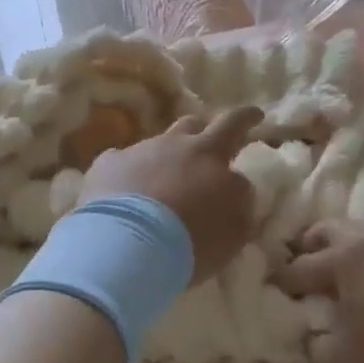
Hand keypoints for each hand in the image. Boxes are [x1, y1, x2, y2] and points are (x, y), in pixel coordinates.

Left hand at [80, 108, 262, 281]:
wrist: (125, 246)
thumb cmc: (189, 243)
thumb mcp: (231, 232)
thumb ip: (239, 207)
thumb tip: (237, 191)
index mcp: (211, 155)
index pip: (235, 126)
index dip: (248, 119)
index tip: (256, 116)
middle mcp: (176, 144)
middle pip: (195, 123)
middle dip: (205, 127)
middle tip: (213, 137)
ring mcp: (139, 151)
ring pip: (159, 141)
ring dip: (168, 154)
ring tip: (167, 176)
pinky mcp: (108, 165)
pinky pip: (121, 161)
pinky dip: (129, 173)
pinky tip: (124, 191)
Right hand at [278, 220, 363, 362]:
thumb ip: (314, 347)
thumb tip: (311, 334)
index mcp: (344, 258)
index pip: (300, 266)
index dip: (282, 281)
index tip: (272, 291)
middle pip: (330, 229)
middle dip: (310, 246)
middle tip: (303, 268)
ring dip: (346, 246)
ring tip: (344, 273)